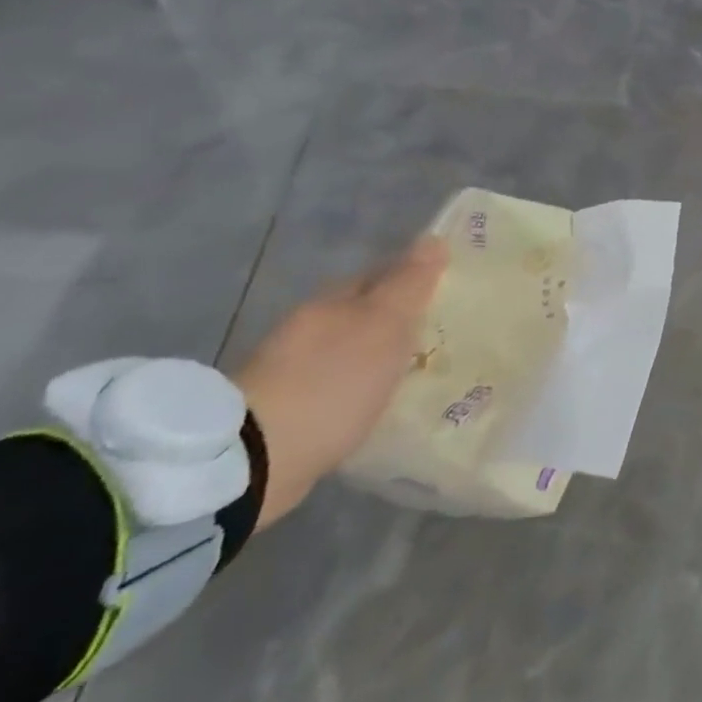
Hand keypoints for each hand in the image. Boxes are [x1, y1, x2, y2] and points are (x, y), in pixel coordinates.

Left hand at [232, 237, 448, 527]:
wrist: (256, 462)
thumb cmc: (332, 382)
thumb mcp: (384, 325)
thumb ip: (410, 283)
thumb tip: (433, 239)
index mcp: (331, 300)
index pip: (380, 274)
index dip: (413, 278)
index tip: (446, 291)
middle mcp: (307, 328)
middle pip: (362, 313)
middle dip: (394, 320)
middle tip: (435, 333)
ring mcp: (290, 371)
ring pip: (347, 351)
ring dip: (374, 357)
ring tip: (411, 373)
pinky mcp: (284, 413)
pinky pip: (334, 388)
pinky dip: (356, 390)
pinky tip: (375, 405)